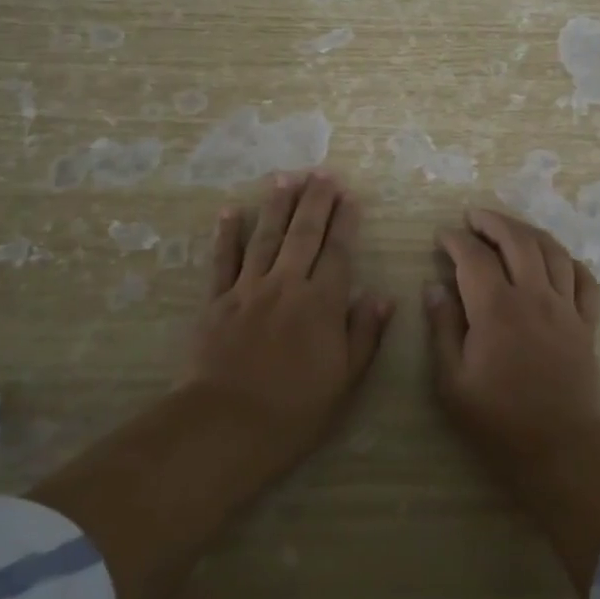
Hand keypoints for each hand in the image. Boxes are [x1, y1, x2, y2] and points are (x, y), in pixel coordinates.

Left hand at [186, 170, 394, 464]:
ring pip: (266, 237)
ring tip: (286, 177)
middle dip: (315, 200)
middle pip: (304, 234)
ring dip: (277, 205)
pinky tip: (230, 210)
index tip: (350, 194)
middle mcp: (286, 285)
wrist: (226, 426)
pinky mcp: (216, 301)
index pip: (337, 251)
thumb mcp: (344, 381)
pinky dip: (227, 234)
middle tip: (322, 172)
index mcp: (321, 303)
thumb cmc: (294, 410)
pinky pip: (223, 260)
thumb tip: (382, 296)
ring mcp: (248, 289)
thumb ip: (364, 335)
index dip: (345, 221)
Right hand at [426, 207, 599, 472]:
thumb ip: (442, 329)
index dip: (456, 240)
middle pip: (517, 240)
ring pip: (552, 251)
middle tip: (473, 217)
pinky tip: (556, 261)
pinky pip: (585, 280)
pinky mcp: (586, 324)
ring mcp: (566, 308)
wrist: (561, 451)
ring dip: (528, 231)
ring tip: (510, 229)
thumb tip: (434, 288)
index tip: (442, 236)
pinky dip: (569, 262)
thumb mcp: (452, 383)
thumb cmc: (499, 422)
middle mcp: (534, 297)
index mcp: (497, 309)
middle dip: (492, 221)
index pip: (474, 257)